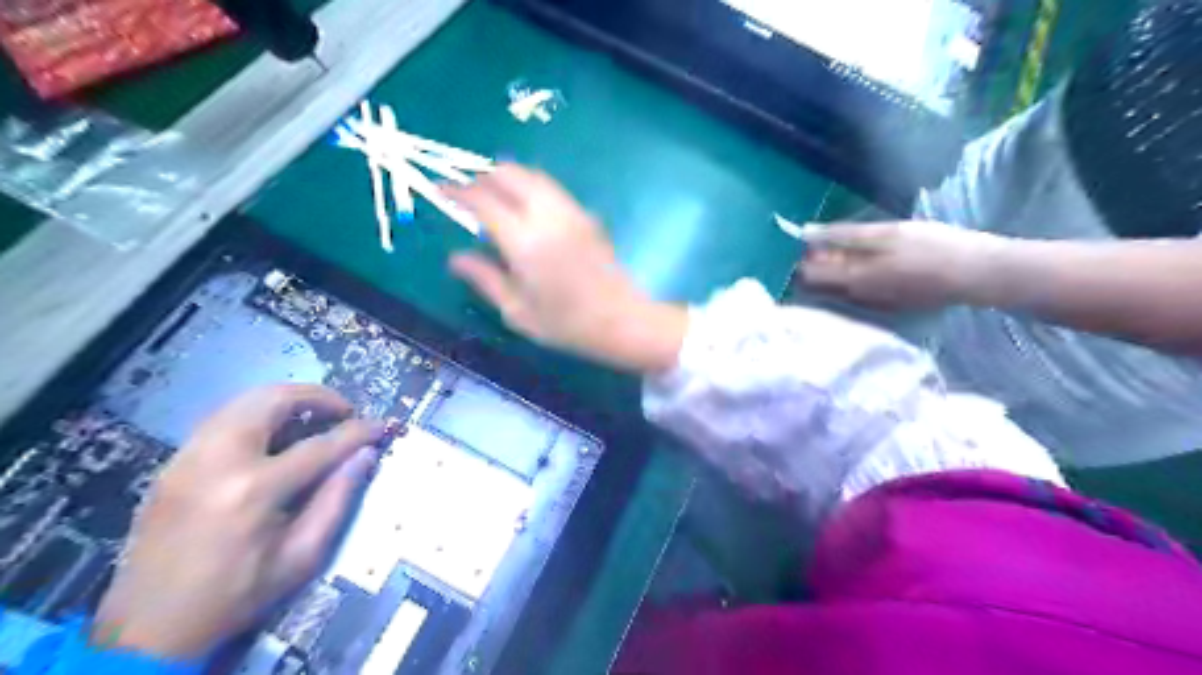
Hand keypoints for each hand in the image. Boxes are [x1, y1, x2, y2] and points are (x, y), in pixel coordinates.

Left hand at [96, 384, 382, 657]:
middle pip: (274, 401)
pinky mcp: (173, 463)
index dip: (357, 432)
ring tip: (314, 419)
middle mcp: (217, 460)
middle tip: (344, 413)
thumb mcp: (301, 556)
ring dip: (287, 402)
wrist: (147, 628)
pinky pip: (223, 418)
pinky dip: (257, 415)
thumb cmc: (236, 595)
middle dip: (318, 397)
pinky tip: (275, 435)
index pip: (320, 445)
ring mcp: (188, 457)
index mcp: (254, 491)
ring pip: (244, 401)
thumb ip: (337, 499)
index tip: (381, 425)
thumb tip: (365, 455)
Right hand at [440, 162, 683, 375]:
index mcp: (525, 243)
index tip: (440, 188)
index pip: (484, 201)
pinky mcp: (587, 217)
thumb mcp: (518, 311)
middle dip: (484, 177)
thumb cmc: (566, 325)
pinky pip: (553, 189)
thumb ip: (485, 279)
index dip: (458, 191)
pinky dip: (532, 187)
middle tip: (468, 192)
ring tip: (495, 196)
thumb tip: (455, 258)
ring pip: (535, 177)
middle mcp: (548, 217)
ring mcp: (572, 213)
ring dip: (510, 177)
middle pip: (511, 175)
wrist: (622, 321)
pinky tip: (526, 208)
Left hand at [796, 220, 1006, 308]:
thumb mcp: (886, 233)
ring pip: (837, 293)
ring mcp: (872, 306)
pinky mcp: (888, 307)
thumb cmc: (930, 246)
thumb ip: (842, 235)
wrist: (976, 275)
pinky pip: (856, 297)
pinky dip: (853, 282)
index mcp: (851, 280)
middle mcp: (855, 299)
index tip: (815, 242)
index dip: (805, 257)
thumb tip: (805, 233)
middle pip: (819, 287)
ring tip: (853, 252)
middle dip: (817, 267)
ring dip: (835, 274)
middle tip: (832, 246)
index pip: (807, 276)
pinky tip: (871, 266)